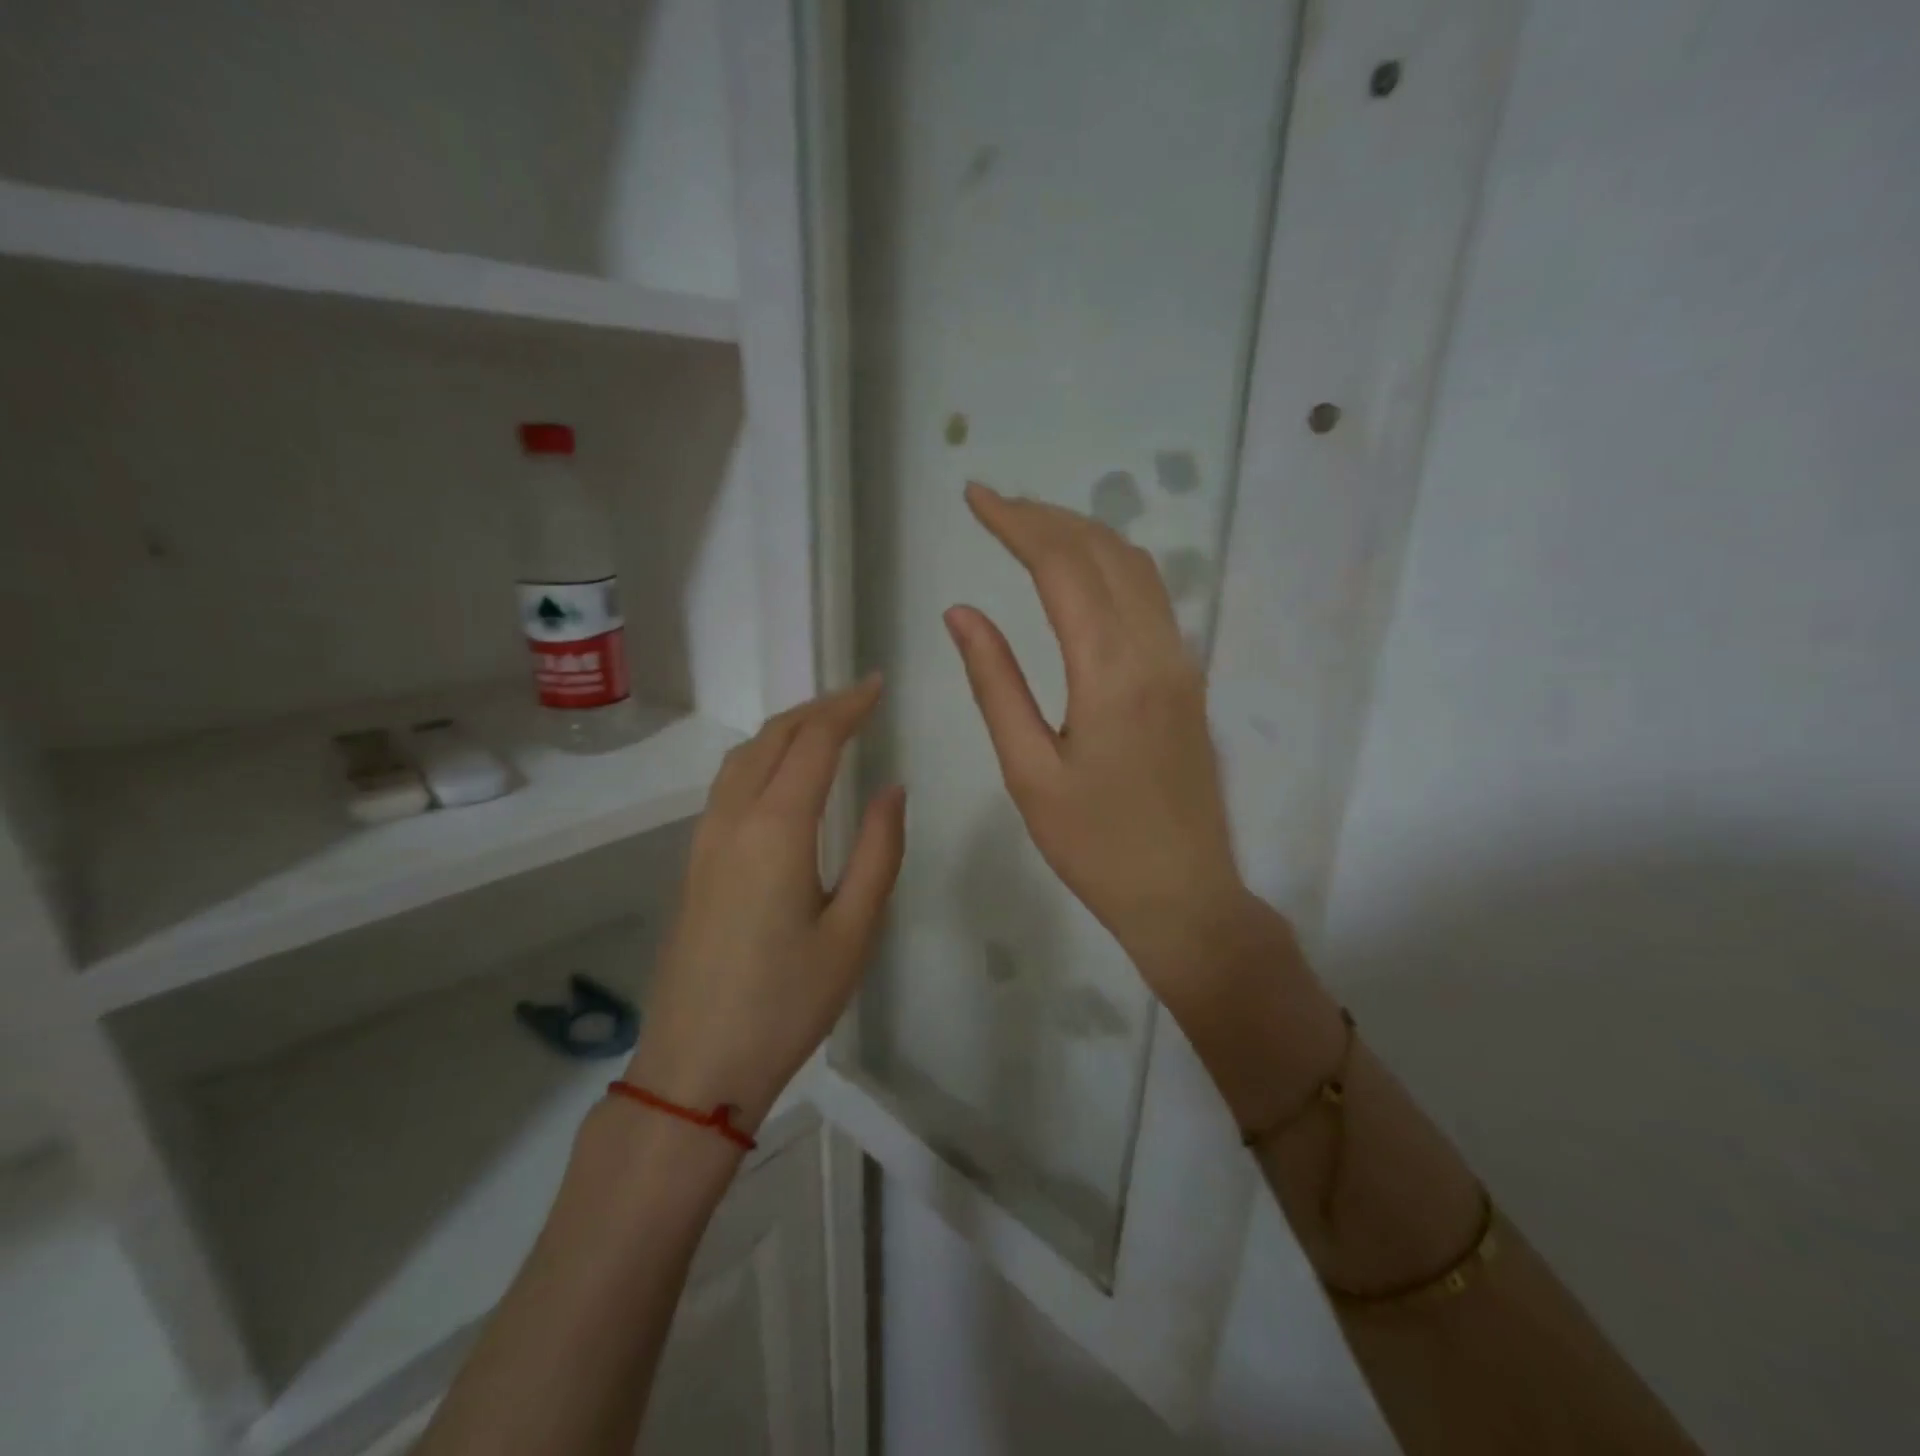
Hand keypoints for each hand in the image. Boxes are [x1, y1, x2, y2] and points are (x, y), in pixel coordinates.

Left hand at [625, 677, 905, 1132]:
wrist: (696, 1065)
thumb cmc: (787, 1001)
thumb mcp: (854, 930)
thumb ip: (879, 851)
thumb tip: (891, 788)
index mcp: (776, 829)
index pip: (814, 742)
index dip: (848, 706)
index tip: (877, 685)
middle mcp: (733, 820)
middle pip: (772, 738)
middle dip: (816, 708)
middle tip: (858, 698)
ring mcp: (704, 841)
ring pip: (743, 758)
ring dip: (785, 730)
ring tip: (825, 726)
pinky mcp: (694, 863)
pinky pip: (728, 785)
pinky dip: (761, 757)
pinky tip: (782, 777)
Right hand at [944, 482, 1255, 1005]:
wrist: (1185, 895)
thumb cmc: (1095, 847)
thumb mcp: (1029, 773)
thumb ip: (996, 684)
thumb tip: (962, 613)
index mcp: (1111, 674)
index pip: (1062, 566)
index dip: (1016, 522)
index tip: (974, 497)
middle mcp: (1156, 651)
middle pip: (1103, 552)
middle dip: (1046, 517)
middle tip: (993, 505)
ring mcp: (1182, 662)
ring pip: (1136, 568)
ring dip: (1082, 535)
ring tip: (1029, 527)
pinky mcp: (1189, 679)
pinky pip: (1152, 597)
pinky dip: (1110, 565)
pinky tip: (1080, 574)